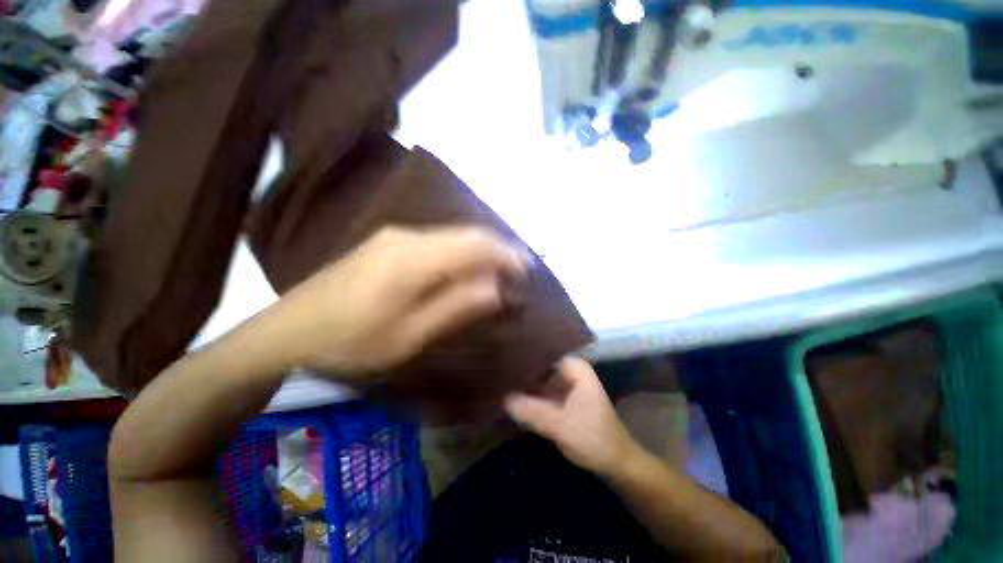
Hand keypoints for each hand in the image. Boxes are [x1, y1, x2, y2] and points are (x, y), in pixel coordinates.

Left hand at [271, 226, 527, 374]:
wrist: (285, 334)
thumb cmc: (350, 343)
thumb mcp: (410, 335)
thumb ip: (458, 305)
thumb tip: (497, 288)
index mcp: (413, 257)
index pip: (476, 243)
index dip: (507, 254)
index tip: (526, 273)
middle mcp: (407, 235)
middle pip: (467, 234)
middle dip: (498, 251)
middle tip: (517, 275)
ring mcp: (394, 235)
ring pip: (453, 236)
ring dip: (479, 253)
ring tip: (497, 275)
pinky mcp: (387, 243)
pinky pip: (437, 242)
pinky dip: (459, 254)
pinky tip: (464, 271)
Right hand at [504, 357, 641, 476]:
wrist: (616, 464)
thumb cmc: (595, 440)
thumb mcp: (561, 426)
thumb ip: (532, 412)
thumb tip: (502, 398)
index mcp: (575, 368)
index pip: (543, 352)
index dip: (523, 354)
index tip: (501, 357)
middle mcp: (569, 371)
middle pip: (539, 365)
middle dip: (520, 370)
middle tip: (494, 371)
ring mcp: (564, 385)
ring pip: (538, 379)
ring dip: (522, 384)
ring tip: (497, 381)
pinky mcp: (560, 400)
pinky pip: (540, 392)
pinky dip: (528, 396)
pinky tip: (508, 396)